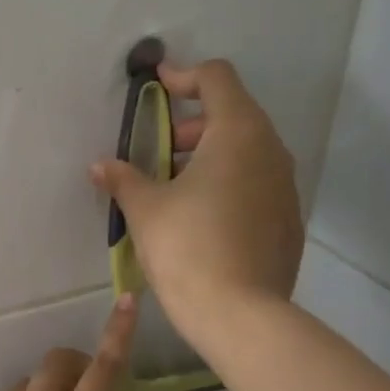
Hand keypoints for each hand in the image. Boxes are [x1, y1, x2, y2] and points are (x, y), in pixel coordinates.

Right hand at [90, 57, 302, 346]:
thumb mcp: (145, 209)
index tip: (157, 86)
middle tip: (161, 150)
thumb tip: (100, 166)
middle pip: (233, 114)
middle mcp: (271, 151)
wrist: (240, 315)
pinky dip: (230, 183)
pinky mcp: (289, 221)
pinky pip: (257, 184)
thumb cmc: (187, 248)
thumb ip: (123, 179)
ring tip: (176, 187)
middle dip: (193, 124)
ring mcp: (286, 187)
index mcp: (237, 133)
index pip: (216, 78)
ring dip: (211, 155)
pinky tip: (203, 219)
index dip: (184, 75)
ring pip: (248, 151)